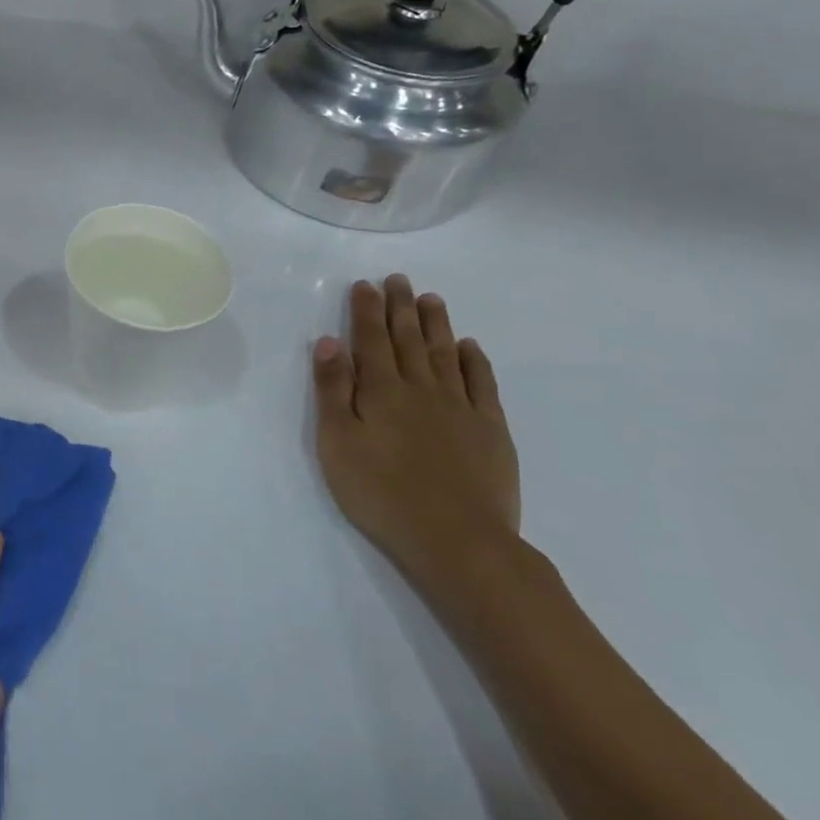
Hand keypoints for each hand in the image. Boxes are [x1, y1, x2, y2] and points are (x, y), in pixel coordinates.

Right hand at [311, 276, 521, 597]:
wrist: (458, 540)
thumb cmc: (381, 493)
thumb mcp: (337, 443)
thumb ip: (333, 391)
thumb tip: (329, 343)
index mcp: (380, 392)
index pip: (370, 341)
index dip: (366, 311)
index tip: (365, 285)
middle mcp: (421, 389)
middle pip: (409, 340)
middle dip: (400, 308)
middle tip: (399, 279)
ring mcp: (460, 408)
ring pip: (445, 354)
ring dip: (436, 324)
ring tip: (430, 299)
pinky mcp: (490, 430)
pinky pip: (482, 384)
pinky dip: (475, 361)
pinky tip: (470, 347)